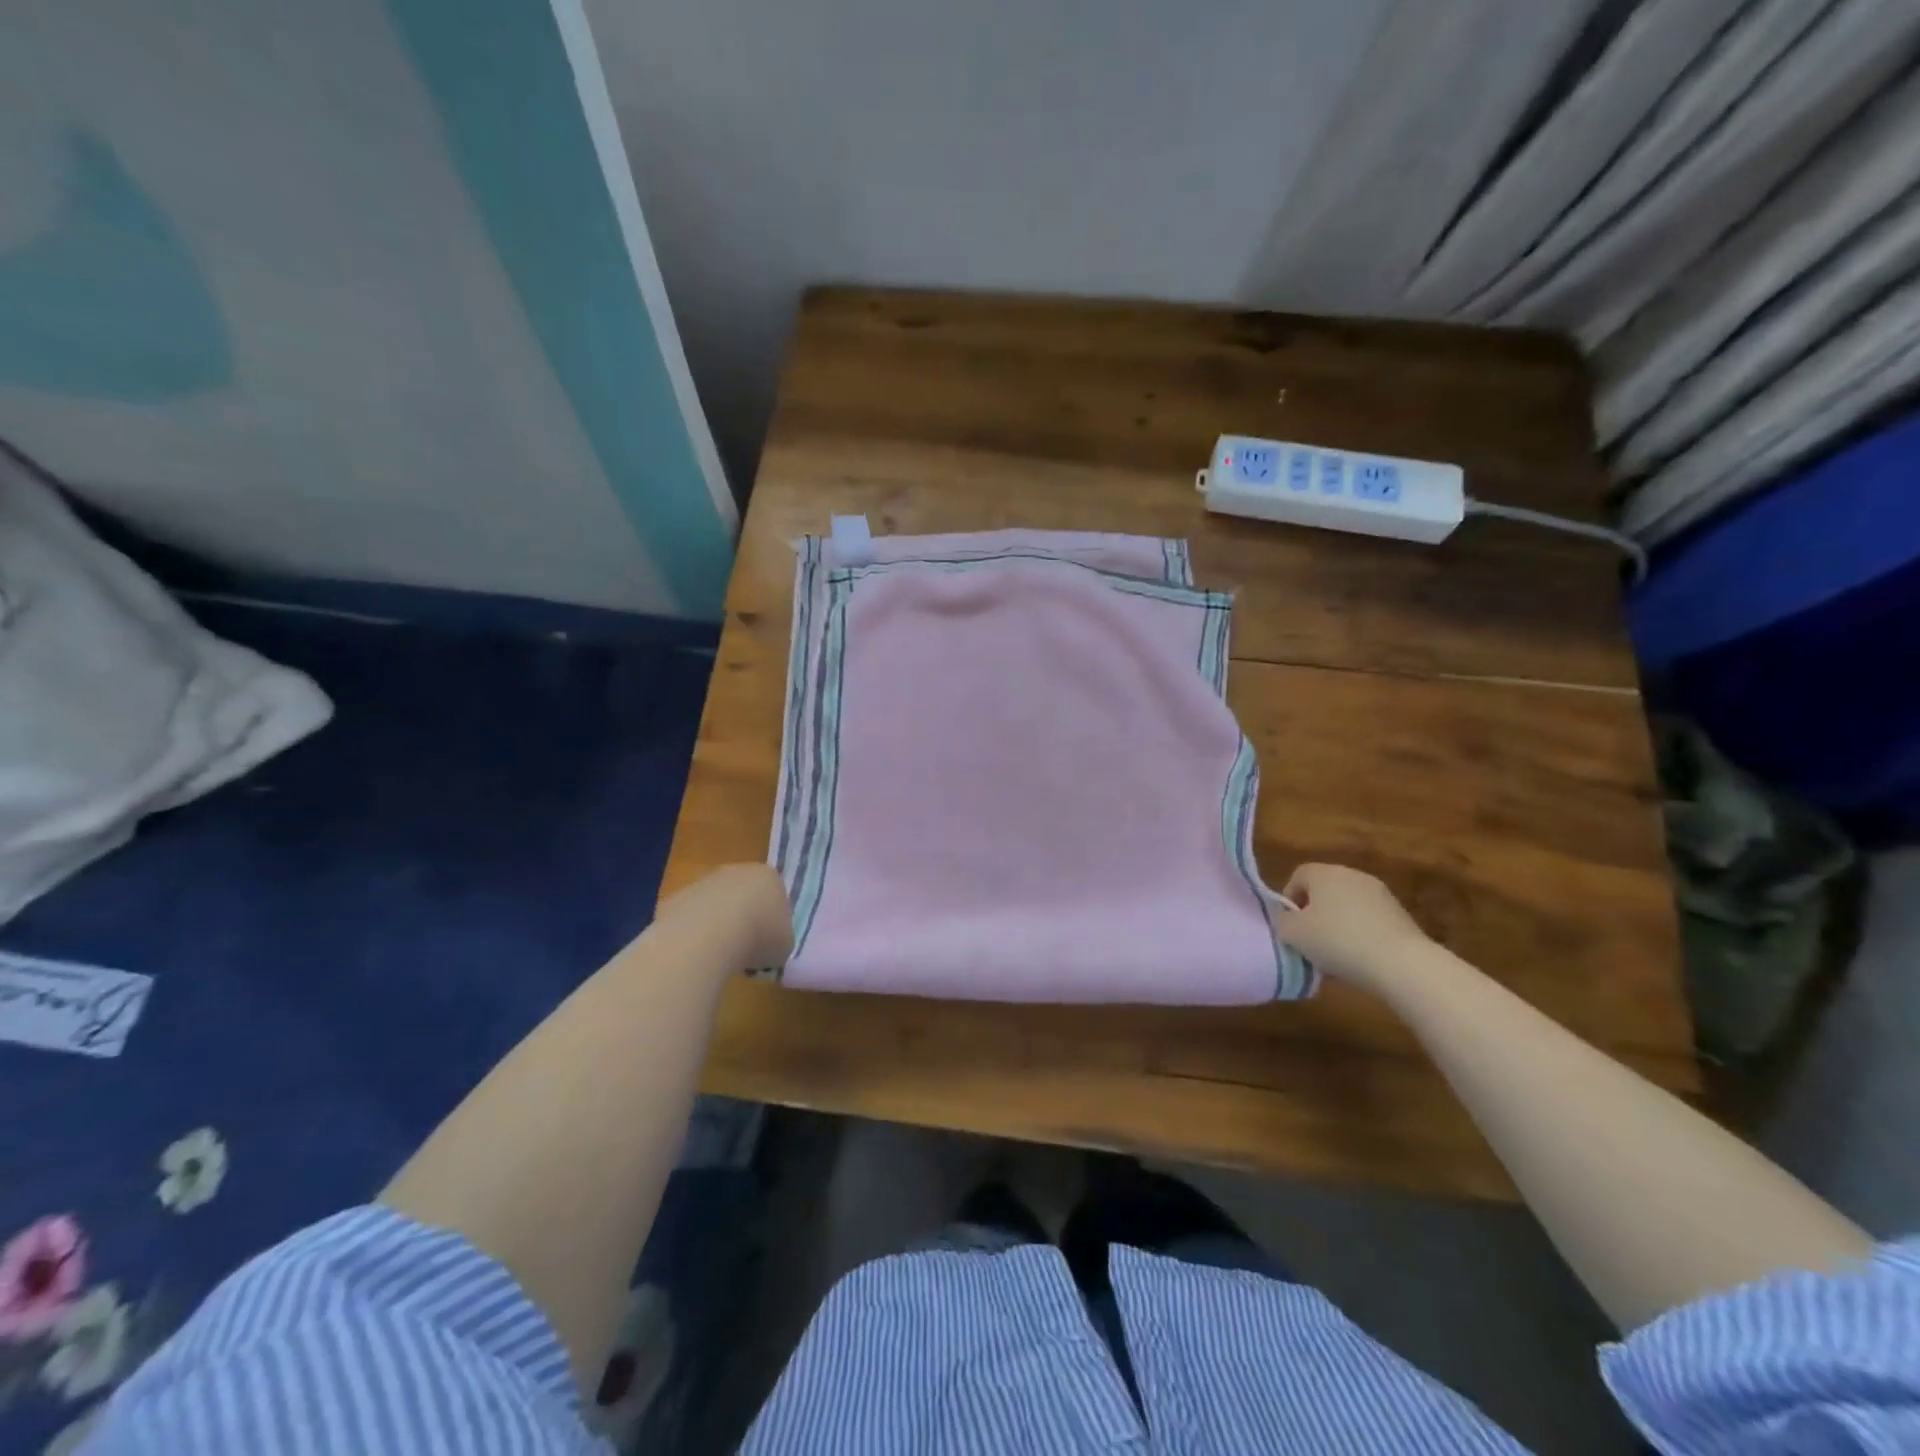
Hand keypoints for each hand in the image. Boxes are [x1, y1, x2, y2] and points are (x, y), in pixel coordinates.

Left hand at [657, 864, 792, 973]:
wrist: (709, 936)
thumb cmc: (759, 937)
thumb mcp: (784, 946)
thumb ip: (779, 940)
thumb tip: (767, 947)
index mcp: (770, 878)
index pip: (776, 897)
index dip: (773, 923)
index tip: (768, 945)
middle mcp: (737, 872)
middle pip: (744, 897)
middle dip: (745, 921)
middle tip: (745, 951)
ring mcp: (704, 882)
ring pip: (716, 906)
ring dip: (718, 928)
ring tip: (719, 957)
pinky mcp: (677, 897)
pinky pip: (691, 919)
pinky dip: (694, 936)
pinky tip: (696, 954)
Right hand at [1272, 864, 1430, 991]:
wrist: (1401, 963)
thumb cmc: (1337, 941)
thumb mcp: (1292, 934)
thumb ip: (1281, 921)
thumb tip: (1286, 918)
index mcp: (1324, 873)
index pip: (1298, 876)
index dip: (1289, 900)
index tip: (1290, 925)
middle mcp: (1352, 875)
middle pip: (1324, 890)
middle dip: (1315, 913)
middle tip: (1310, 940)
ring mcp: (1380, 894)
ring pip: (1348, 906)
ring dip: (1338, 924)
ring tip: (1336, 954)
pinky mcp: (1401, 915)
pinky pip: (1369, 920)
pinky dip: (1361, 934)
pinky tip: (1361, 958)